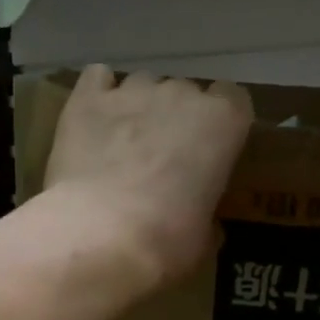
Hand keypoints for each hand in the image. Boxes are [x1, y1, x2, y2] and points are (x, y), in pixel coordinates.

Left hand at [42, 66, 252, 292]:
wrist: (100, 236)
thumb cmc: (166, 241)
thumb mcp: (204, 239)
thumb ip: (208, 215)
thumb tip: (203, 224)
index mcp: (223, 122)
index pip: (233, 99)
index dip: (220, 124)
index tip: (209, 149)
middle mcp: (180, 94)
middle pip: (184, 92)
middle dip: (176, 118)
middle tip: (162, 158)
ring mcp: (131, 92)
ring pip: (142, 85)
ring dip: (138, 107)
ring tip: (122, 144)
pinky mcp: (86, 99)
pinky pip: (97, 78)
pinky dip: (98, 93)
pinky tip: (93, 119)